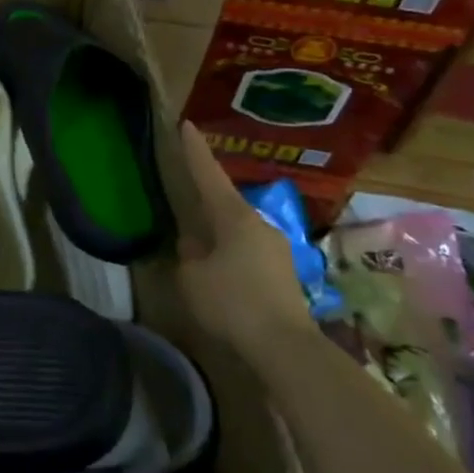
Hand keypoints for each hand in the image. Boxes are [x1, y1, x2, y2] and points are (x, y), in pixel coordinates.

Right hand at [175, 121, 313, 349]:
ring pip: (239, 232)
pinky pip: (250, 254)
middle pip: (226, 204)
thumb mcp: (192, 279)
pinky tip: (222, 277)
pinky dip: (232, 258)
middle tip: (187, 200)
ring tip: (200, 250)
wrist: (286, 347)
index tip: (187, 125)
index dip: (195, 151)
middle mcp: (259, 224)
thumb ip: (189, 256)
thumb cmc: (232, 302)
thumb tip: (194, 245)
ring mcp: (277, 249)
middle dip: (207, 202)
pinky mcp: (285, 275)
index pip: (209, 175)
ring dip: (220, 236)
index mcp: (233, 217)